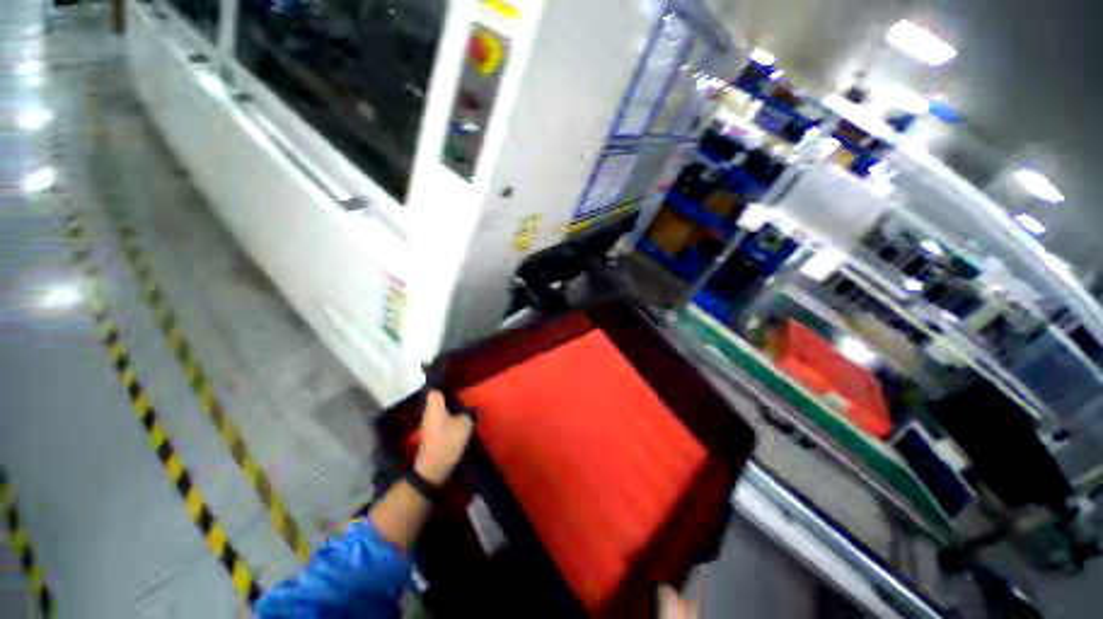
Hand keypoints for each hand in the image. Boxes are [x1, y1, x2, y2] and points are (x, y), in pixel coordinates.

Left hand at [414, 391, 473, 484]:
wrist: (434, 467)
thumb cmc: (448, 441)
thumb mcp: (465, 424)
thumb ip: (467, 413)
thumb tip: (467, 408)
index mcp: (434, 407)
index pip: (434, 390)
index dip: (442, 386)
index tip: (453, 384)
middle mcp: (428, 413)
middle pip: (435, 400)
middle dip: (446, 397)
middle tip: (460, 395)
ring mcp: (427, 424)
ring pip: (438, 410)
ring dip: (447, 408)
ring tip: (461, 407)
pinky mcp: (430, 434)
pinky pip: (439, 420)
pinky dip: (446, 418)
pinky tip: (456, 420)